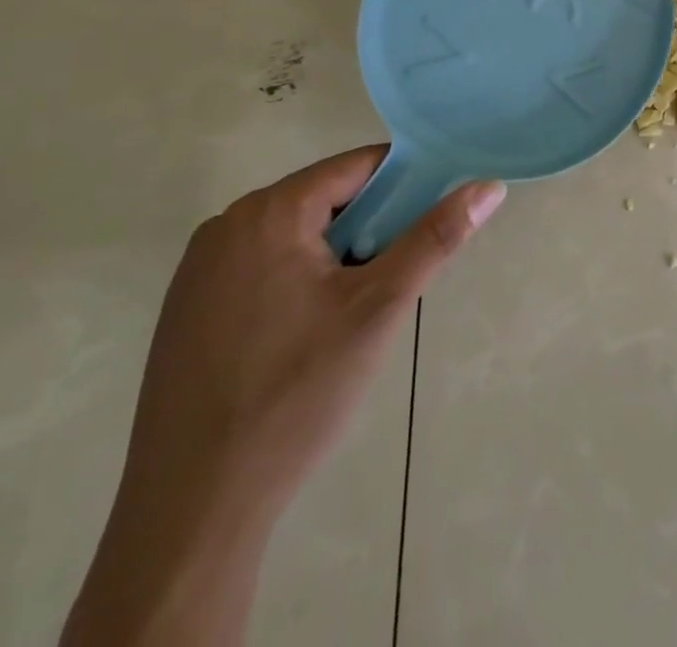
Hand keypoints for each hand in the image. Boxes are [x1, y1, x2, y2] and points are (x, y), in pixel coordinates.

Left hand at [121, 147, 504, 523]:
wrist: (193, 508)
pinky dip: (299, 280)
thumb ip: (435, 237)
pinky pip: (263, 266)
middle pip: (327, 199)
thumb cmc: (296, 393)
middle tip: (393, 280)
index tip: (432, 219)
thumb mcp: (380, 308)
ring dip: (337, 256)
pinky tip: (307, 335)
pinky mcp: (187, 309)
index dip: (405, 184)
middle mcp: (227, 226)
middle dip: (371, 227)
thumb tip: (489, 186)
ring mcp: (199, 270)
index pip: (357, 166)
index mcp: (269, 213)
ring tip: (355, 313)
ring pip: (297, 235)